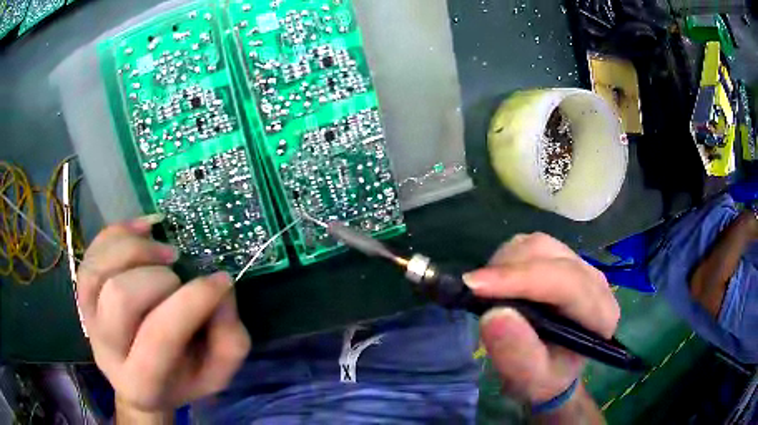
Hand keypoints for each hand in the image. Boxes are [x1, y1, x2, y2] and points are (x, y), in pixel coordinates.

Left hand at [77, 216, 250, 412]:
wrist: (140, 387)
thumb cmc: (182, 381)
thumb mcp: (217, 375)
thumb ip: (227, 339)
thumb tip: (220, 288)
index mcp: (143, 383)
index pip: (159, 336)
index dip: (192, 302)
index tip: (221, 281)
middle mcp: (107, 351)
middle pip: (120, 297)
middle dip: (158, 278)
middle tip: (179, 275)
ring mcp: (88, 319)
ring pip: (98, 269)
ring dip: (135, 248)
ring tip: (164, 251)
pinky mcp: (83, 295)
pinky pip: (92, 253)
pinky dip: (119, 233)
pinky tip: (144, 231)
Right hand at [465, 233, 618, 404]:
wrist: (551, 367)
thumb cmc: (544, 378)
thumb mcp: (530, 380)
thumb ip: (517, 355)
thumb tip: (495, 314)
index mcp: (600, 314)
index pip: (566, 283)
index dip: (521, 280)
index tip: (475, 286)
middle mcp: (595, 281)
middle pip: (550, 255)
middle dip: (508, 269)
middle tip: (474, 293)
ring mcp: (579, 265)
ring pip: (538, 244)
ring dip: (505, 263)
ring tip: (488, 293)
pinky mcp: (562, 258)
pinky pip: (530, 245)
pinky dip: (507, 259)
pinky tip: (500, 285)